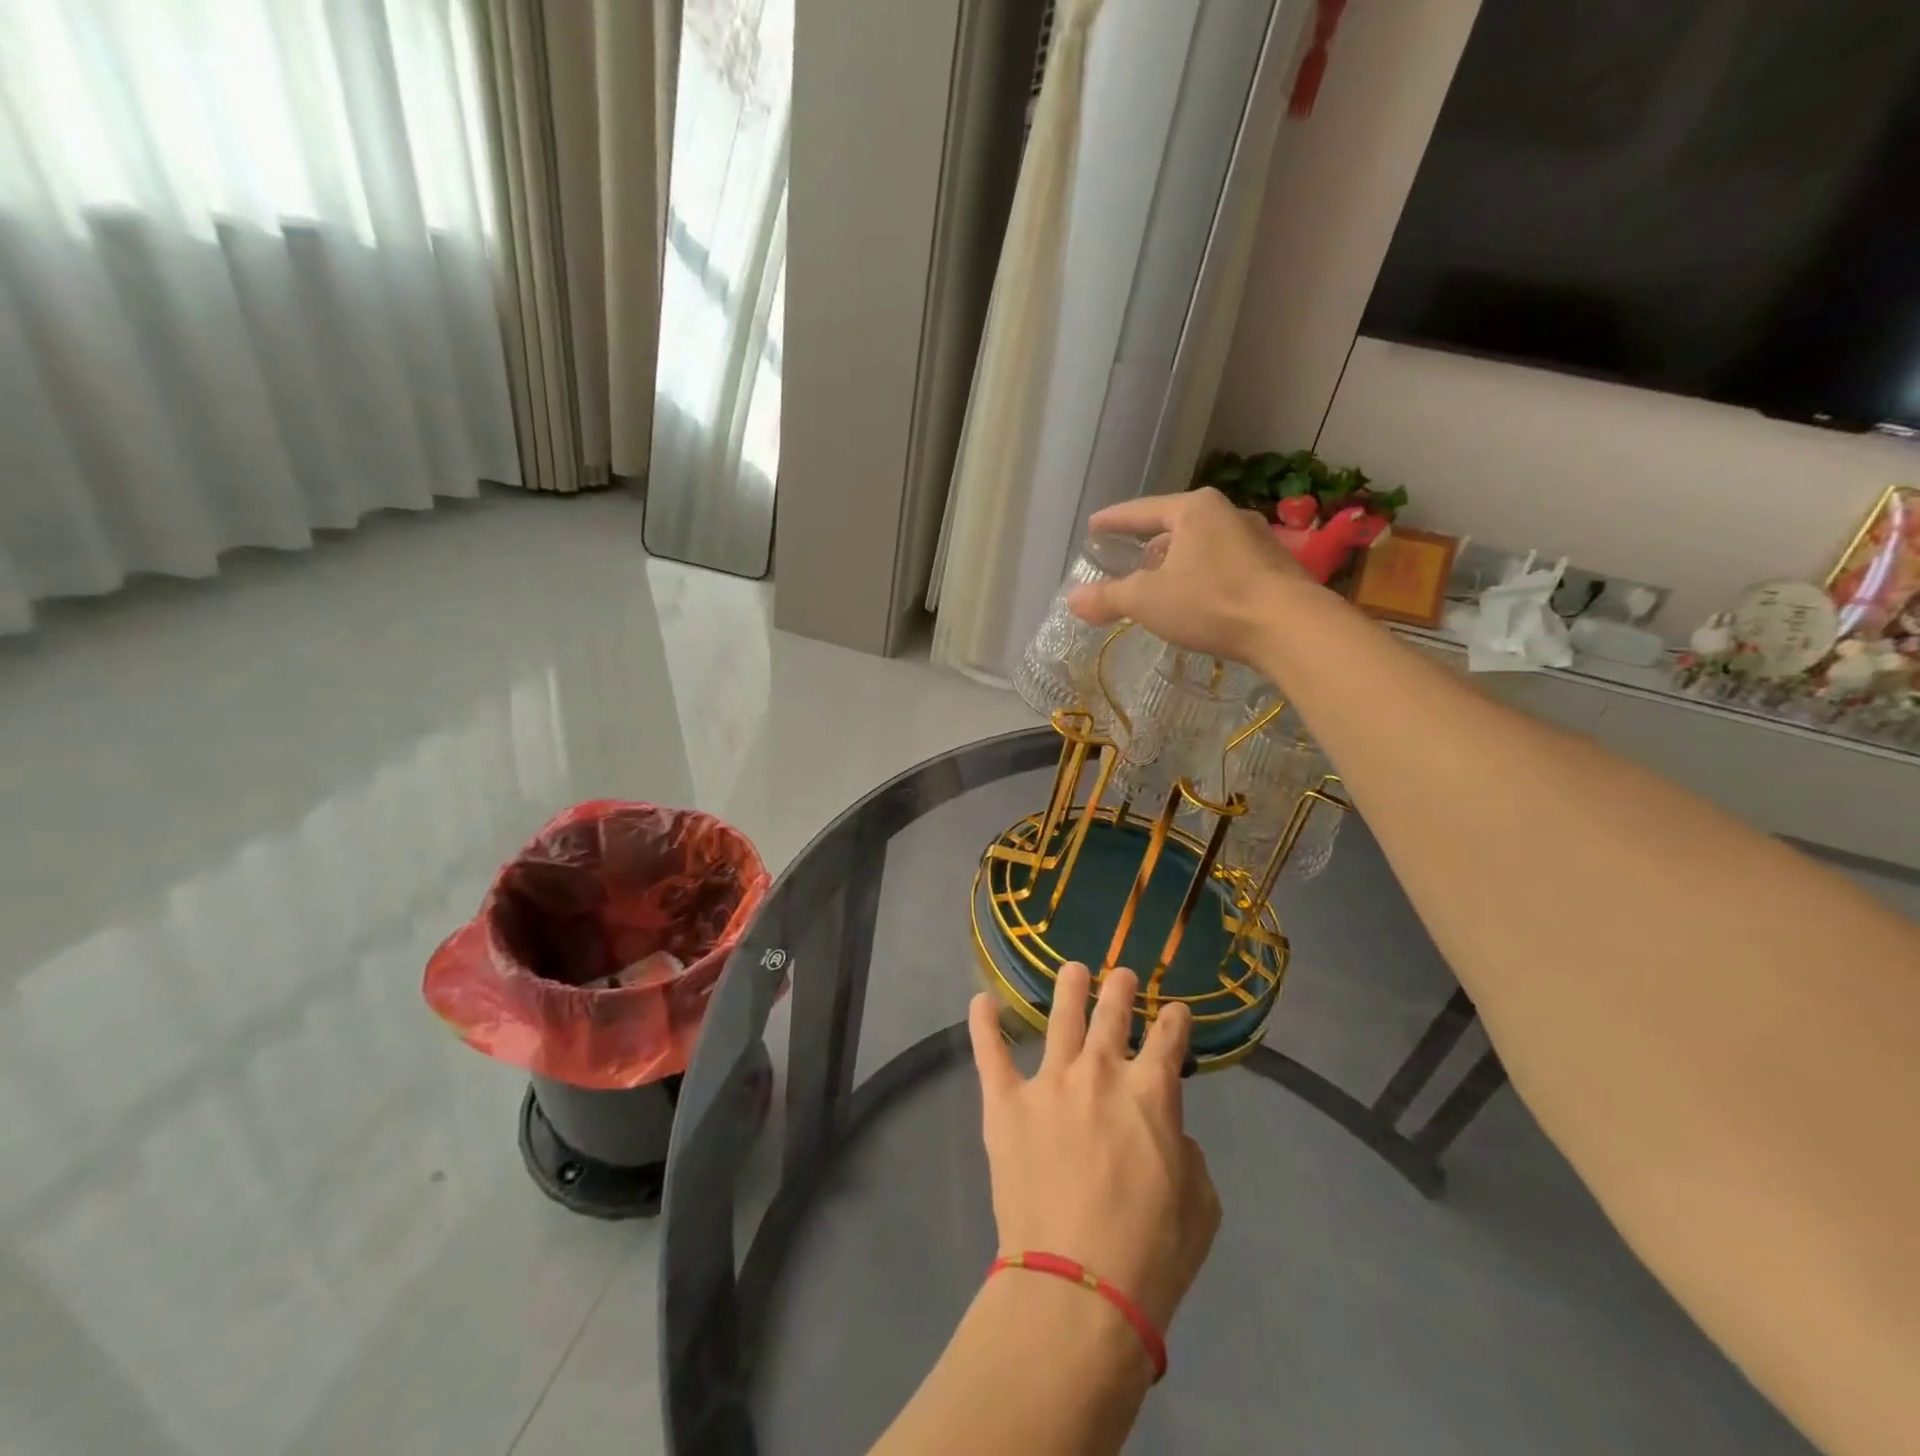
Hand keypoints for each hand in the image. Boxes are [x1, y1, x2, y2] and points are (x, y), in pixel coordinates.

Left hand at [968, 964, 1220, 1333]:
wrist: (1078, 1287)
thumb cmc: (1150, 1253)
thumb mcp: (1200, 1205)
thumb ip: (1187, 1153)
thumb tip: (1167, 1131)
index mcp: (1151, 1092)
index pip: (1167, 1037)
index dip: (1174, 1020)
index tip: (1174, 1012)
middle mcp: (1099, 1072)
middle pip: (1111, 1014)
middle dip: (1120, 989)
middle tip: (1121, 976)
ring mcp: (1048, 1082)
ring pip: (1060, 1018)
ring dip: (1068, 989)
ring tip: (1072, 970)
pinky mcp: (1006, 1102)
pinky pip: (991, 1052)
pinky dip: (985, 1024)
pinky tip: (982, 1001)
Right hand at [1069, 488, 1316, 665]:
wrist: (1290, 627)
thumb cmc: (1211, 602)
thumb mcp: (1147, 601)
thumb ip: (1108, 598)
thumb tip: (1072, 599)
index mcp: (1194, 510)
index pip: (1142, 510)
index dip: (1114, 520)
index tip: (1094, 527)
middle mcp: (1227, 514)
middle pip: (1175, 526)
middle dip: (1149, 544)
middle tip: (1129, 562)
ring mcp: (1256, 539)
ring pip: (1202, 546)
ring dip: (1178, 563)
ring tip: (1162, 584)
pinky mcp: (1274, 567)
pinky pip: (1225, 565)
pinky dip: (1203, 577)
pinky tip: (1198, 600)